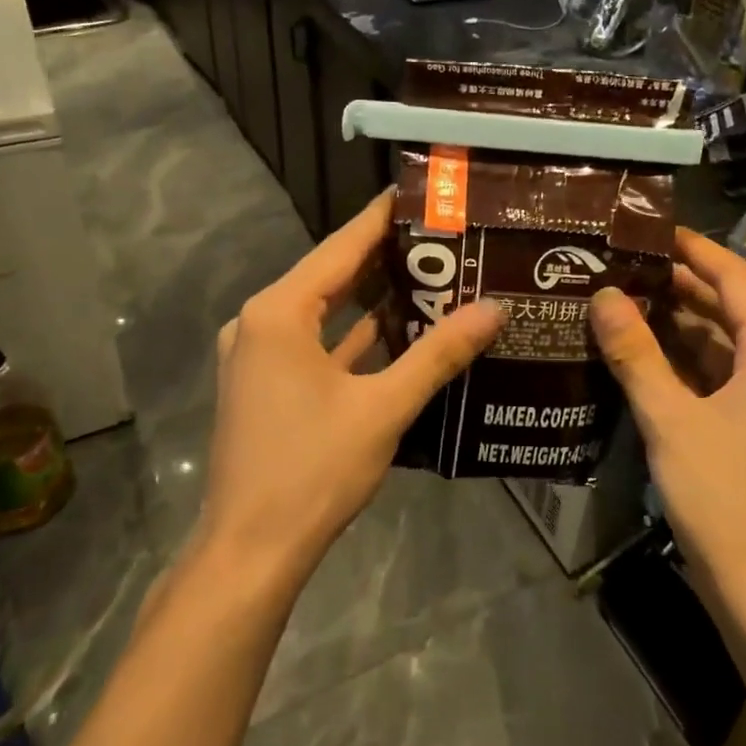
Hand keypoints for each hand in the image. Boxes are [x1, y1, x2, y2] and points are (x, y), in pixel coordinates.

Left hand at [201, 191, 504, 581]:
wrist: (251, 551)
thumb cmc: (313, 469)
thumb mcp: (383, 407)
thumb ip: (439, 353)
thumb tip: (494, 309)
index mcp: (278, 312)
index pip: (341, 247)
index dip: (382, 218)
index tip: (422, 194)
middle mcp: (260, 323)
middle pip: (332, 275)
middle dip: (385, 258)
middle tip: (442, 237)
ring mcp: (257, 356)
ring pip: (324, 312)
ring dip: (371, 299)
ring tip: (431, 276)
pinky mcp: (264, 385)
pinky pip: (316, 344)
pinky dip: (353, 337)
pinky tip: (399, 332)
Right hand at [589, 230, 745, 605]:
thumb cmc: (724, 495)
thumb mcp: (670, 418)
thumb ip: (635, 353)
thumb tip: (605, 295)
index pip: (732, 276)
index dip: (692, 248)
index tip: (645, 229)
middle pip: (725, 305)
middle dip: (675, 283)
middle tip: (617, 264)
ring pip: (716, 341)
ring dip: (672, 322)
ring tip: (616, 300)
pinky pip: (712, 373)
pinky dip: (677, 359)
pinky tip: (634, 356)